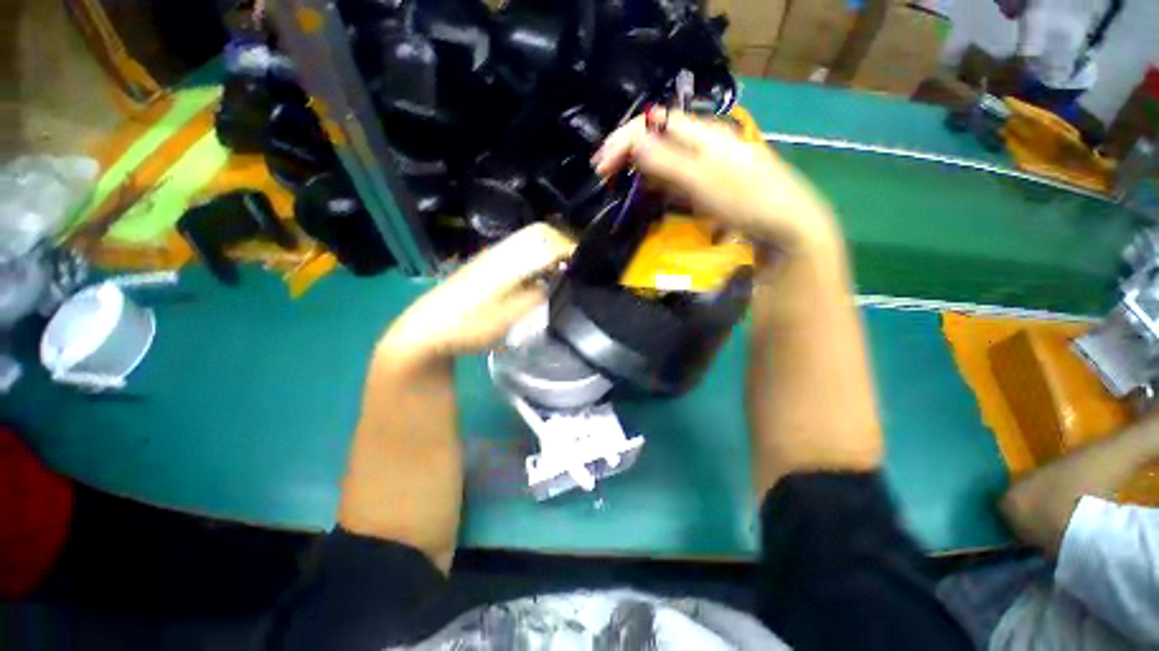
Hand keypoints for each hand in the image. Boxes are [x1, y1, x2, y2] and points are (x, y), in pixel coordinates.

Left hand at [380, 223, 574, 365]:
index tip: (586, 264)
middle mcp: (501, 252)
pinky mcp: (488, 265)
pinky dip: (537, 259)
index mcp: (508, 260)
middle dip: (563, 245)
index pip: (548, 241)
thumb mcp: (507, 318)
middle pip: (540, 233)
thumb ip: (536, 299)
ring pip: (530, 242)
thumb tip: (557, 284)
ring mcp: (493, 257)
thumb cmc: (468, 326)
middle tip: (577, 267)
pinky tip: (539, 278)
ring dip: (550, 252)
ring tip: (564, 272)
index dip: (570, 249)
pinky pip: (521, 253)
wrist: (427, 329)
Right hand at [592, 108, 839, 257]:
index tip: (601, 164)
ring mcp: (708, 167)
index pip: (656, 123)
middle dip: (628, 153)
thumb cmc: (748, 201)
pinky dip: (657, 184)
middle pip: (658, 140)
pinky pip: (676, 180)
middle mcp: (704, 145)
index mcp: (704, 136)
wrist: (786, 228)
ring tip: (618, 183)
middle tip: (604, 174)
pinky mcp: (709, 187)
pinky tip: (647, 193)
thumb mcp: (704, 181)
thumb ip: (668, 161)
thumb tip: (634, 142)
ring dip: (640, 169)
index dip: (625, 139)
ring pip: (665, 160)